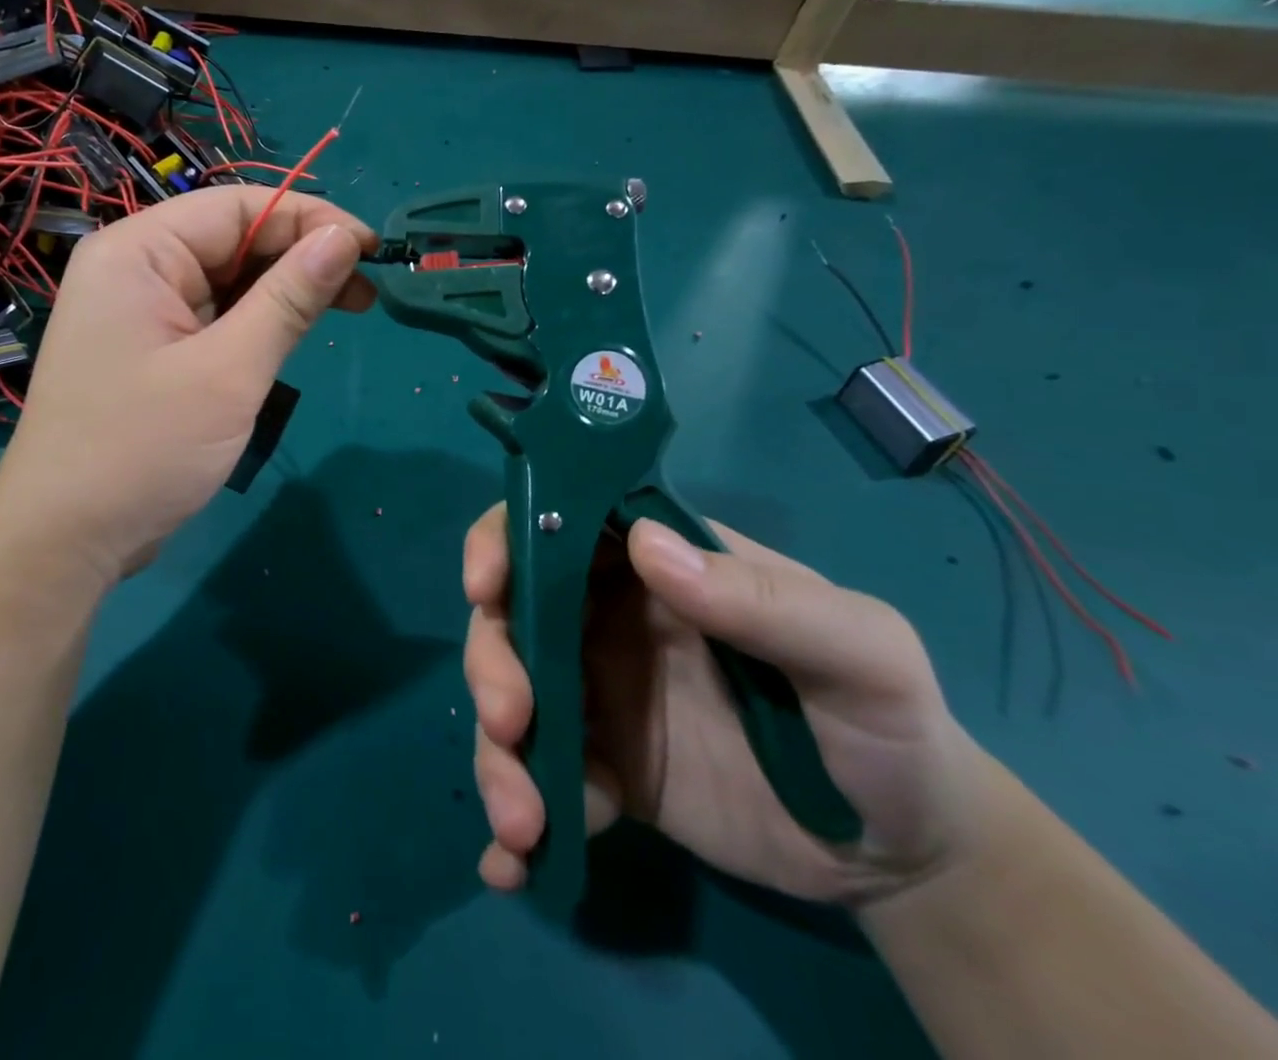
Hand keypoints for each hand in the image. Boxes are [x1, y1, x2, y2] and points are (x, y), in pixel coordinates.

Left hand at [0, 187, 375, 588]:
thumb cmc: (143, 448)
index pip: (237, 206)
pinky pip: (213, 317)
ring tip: (347, 309)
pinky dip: (256, 322)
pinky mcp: (152, 350)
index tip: (371, 247)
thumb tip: (344, 238)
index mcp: (138, 251)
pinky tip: (294, 334)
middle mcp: (134, 268)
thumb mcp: (229, 370)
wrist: (65, 540)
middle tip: (366, 290)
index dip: (309, 217)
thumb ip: (289, 297)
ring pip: (227, 280)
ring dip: (284, 291)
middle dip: (301, 257)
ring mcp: (140, 311)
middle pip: (232, 239)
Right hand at [462, 509, 996, 906]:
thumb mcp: (858, 650)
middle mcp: (608, 617)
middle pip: (513, 615)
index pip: (557, 523)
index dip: (504, 540)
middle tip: (510, 722)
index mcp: (656, 567)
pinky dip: (515, 819)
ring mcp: (598, 694)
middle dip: (492, 662)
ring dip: (497, 754)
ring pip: (513, 698)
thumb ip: (762, 599)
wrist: (904, 854)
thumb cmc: (886, 723)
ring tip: (522, 822)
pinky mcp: (602, 768)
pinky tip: (513, 866)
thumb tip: (647, 546)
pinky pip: (540, 780)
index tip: (485, 586)